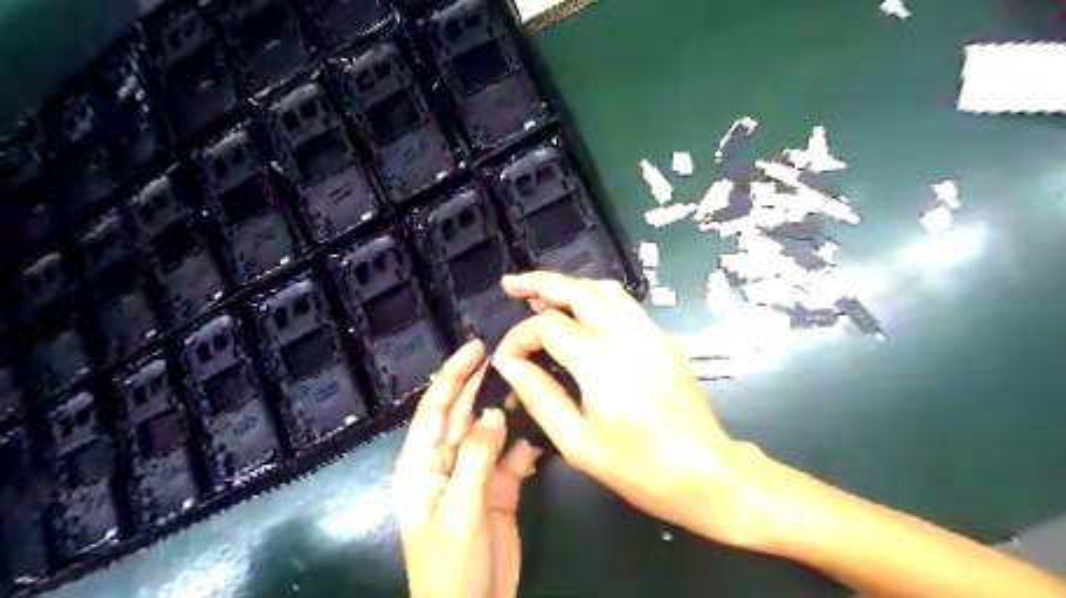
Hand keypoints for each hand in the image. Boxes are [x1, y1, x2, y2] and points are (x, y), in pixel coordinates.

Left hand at [393, 340, 541, 597]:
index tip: (475, 348)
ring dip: (506, 412)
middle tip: (507, 356)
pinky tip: (539, 434)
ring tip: (529, 386)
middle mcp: (446, 463)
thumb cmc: (452, 565)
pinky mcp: (498, 490)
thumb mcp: (460, 509)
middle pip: (462, 414)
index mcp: (423, 465)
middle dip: (480, 384)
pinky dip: (524, 446)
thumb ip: (477, 457)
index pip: (435, 408)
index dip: (452, 375)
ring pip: (489, 433)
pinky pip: (510, 458)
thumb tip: (493, 414)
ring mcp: (474, 476)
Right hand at [492, 274, 776, 548]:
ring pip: (604, 289)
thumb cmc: (637, 465)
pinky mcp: (664, 339)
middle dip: (540, 282)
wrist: (705, 471)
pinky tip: (583, 316)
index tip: (506, 360)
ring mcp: (650, 331)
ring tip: (544, 296)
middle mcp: (625, 332)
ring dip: (571, 286)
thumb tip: (510, 364)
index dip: (519, 337)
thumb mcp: (576, 441)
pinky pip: (625, 305)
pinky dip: (596, 299)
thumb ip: (539, 395)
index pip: (547, 326)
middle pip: (577, 290)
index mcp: (599, 358)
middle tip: (512, 284)